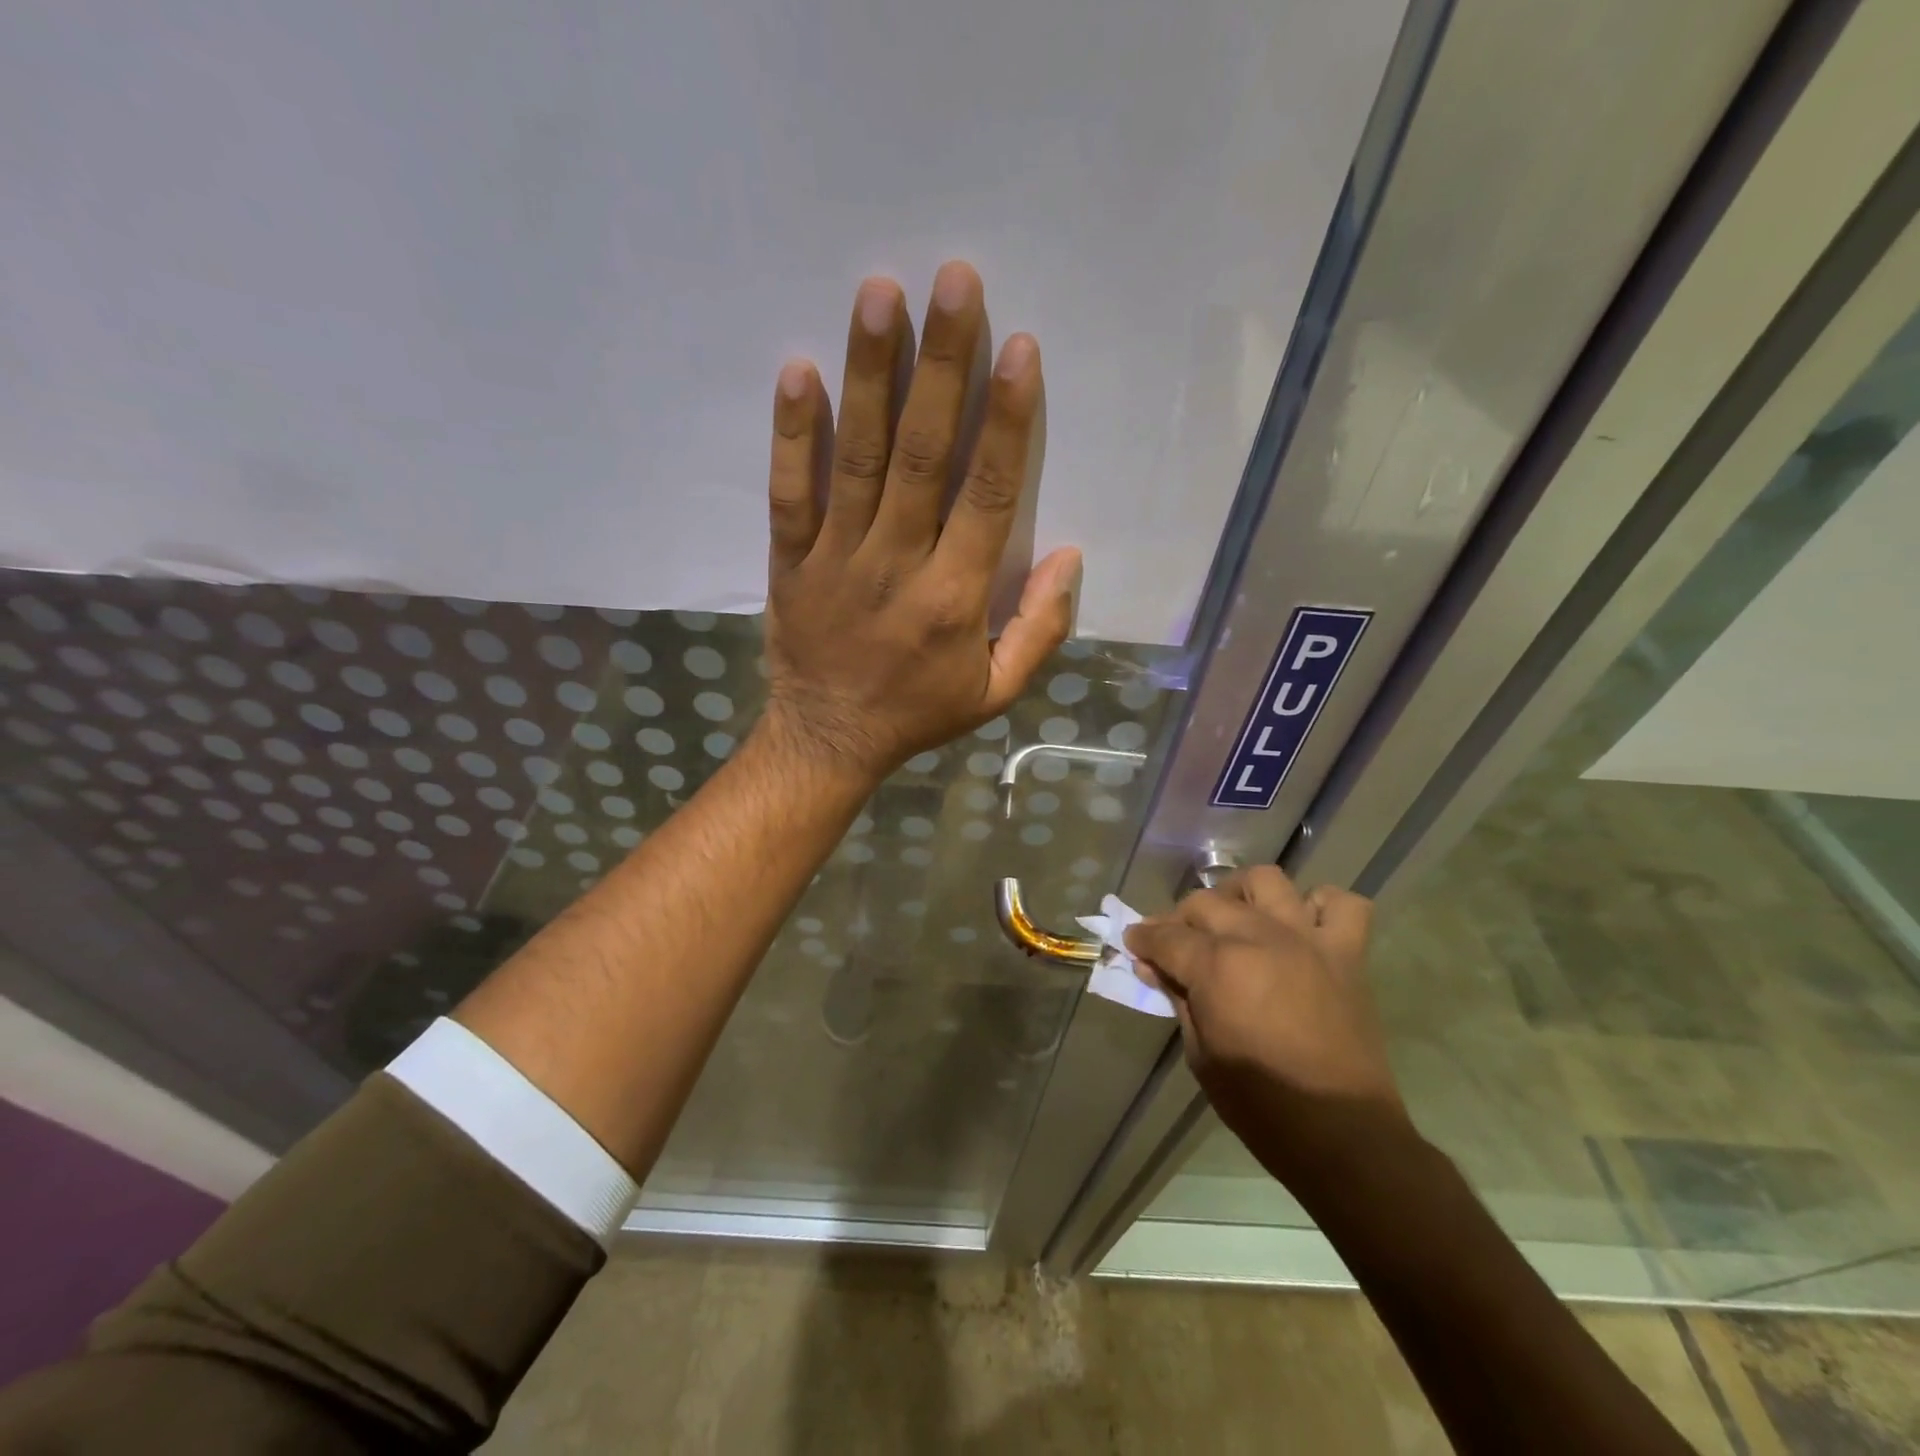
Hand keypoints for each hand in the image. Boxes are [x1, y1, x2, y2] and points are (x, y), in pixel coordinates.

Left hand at [758, 262, 1081, 784]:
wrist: (828, 740)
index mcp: (954, 597)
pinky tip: (797, 371)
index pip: (987, 495)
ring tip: (879, 294)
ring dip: (870, 374)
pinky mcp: (790, 560)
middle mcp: (896, 564)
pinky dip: (791, 434)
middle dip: (941, 365)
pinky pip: (789, 492)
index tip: (1018, 349)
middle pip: (921, 454)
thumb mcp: (997, 692)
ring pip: (856, 458)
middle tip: (953, 280)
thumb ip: (1041, 628)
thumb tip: (1072, 555)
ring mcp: (836, 558)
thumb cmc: (919, 713)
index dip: (1005, 420)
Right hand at [1125, 867, 1408, 1184]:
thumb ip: (1177, 999)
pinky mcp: (1346, 954)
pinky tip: (1301, 927)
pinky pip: (1341, 904)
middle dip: (1179, 918)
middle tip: (1173, 943)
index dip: (1142, 939)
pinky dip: (1318, 906)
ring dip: (1241, 895)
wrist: (1341, 1136)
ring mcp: (1307, 941)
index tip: (1133, 943)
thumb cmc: (1260, 1104)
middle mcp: (1261, 939)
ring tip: (1234, 920)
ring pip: (1267, 882)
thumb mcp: (1200, 1054)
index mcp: (1219, 967)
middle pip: (1206, 903)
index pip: (1165, 936)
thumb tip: (1153, 968)